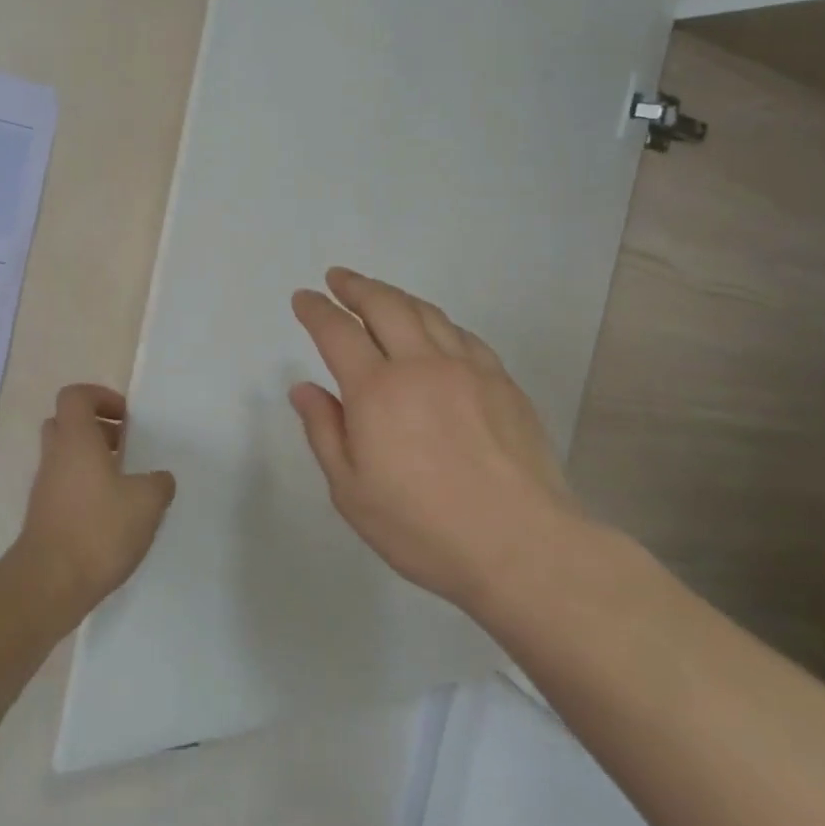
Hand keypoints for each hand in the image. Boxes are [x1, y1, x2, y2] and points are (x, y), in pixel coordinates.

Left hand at [8, 384, 175, 619]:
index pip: (75, 396)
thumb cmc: (98, 529)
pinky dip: (87, 489)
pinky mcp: (44, 516)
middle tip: (126, 446)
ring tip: (127, 485)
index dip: (100, 397)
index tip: (126, 417)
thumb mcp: (146, 502)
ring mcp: (45, 487)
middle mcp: (55, 456)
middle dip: (97, 429)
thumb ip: (158, 483)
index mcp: (76, 440)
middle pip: (67, 424)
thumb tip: (159, 479)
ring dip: (93, 461)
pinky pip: (65, 487)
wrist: (48, 584)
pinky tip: (114, 515)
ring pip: (66, 457)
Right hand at [289, 268, 588, 616]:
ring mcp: (467, 369)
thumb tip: (303, 388)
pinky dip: (437, 321)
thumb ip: (325, 432)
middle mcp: (420, 365)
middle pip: (383, 305)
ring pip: (426, 313)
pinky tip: (433, 329)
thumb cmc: (423, 528)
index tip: (304, 298)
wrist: (521, 546)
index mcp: (377, 391)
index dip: (316, 310)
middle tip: (338, 279)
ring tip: (378, 294)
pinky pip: (462, 335)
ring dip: (395, 296)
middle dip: (355, 286)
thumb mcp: (352, 492)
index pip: (337, 332)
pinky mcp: (502, 382)